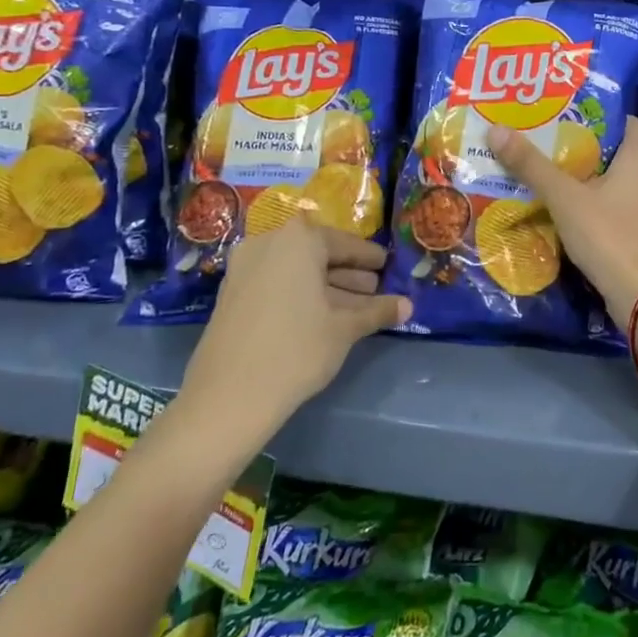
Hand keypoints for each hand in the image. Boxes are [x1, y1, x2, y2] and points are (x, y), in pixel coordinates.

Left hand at [181, 218, 408, 437]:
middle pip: (318, 254)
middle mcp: (268, 243)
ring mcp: (245, 268)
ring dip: (327, 286)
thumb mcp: (345, 328)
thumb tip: (408, 306)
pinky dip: (301, 294)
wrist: (229, 396)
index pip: (345, 243)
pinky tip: (324, 316)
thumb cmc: (297, 349)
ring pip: (297, 270)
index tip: (388, 266)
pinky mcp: (232, 294)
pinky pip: (277, 283)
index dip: (370, 257)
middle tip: (376, 289)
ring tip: (357, 307)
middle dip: (349, 273)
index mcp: (299, 240)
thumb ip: (378, 311)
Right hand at [486, 116, 637, 324]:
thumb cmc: (609, 236)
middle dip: (583, 151)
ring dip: (591, 183)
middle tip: (546, 148)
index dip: (592, 116)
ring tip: (554, 182)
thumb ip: (532, 165)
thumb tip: (497, 129)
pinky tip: (574, 218)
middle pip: (616, 154)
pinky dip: (601, 210)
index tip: (560, 116)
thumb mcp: (565, 199)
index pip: (622, 121)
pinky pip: (623, 212)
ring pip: (619, 185)